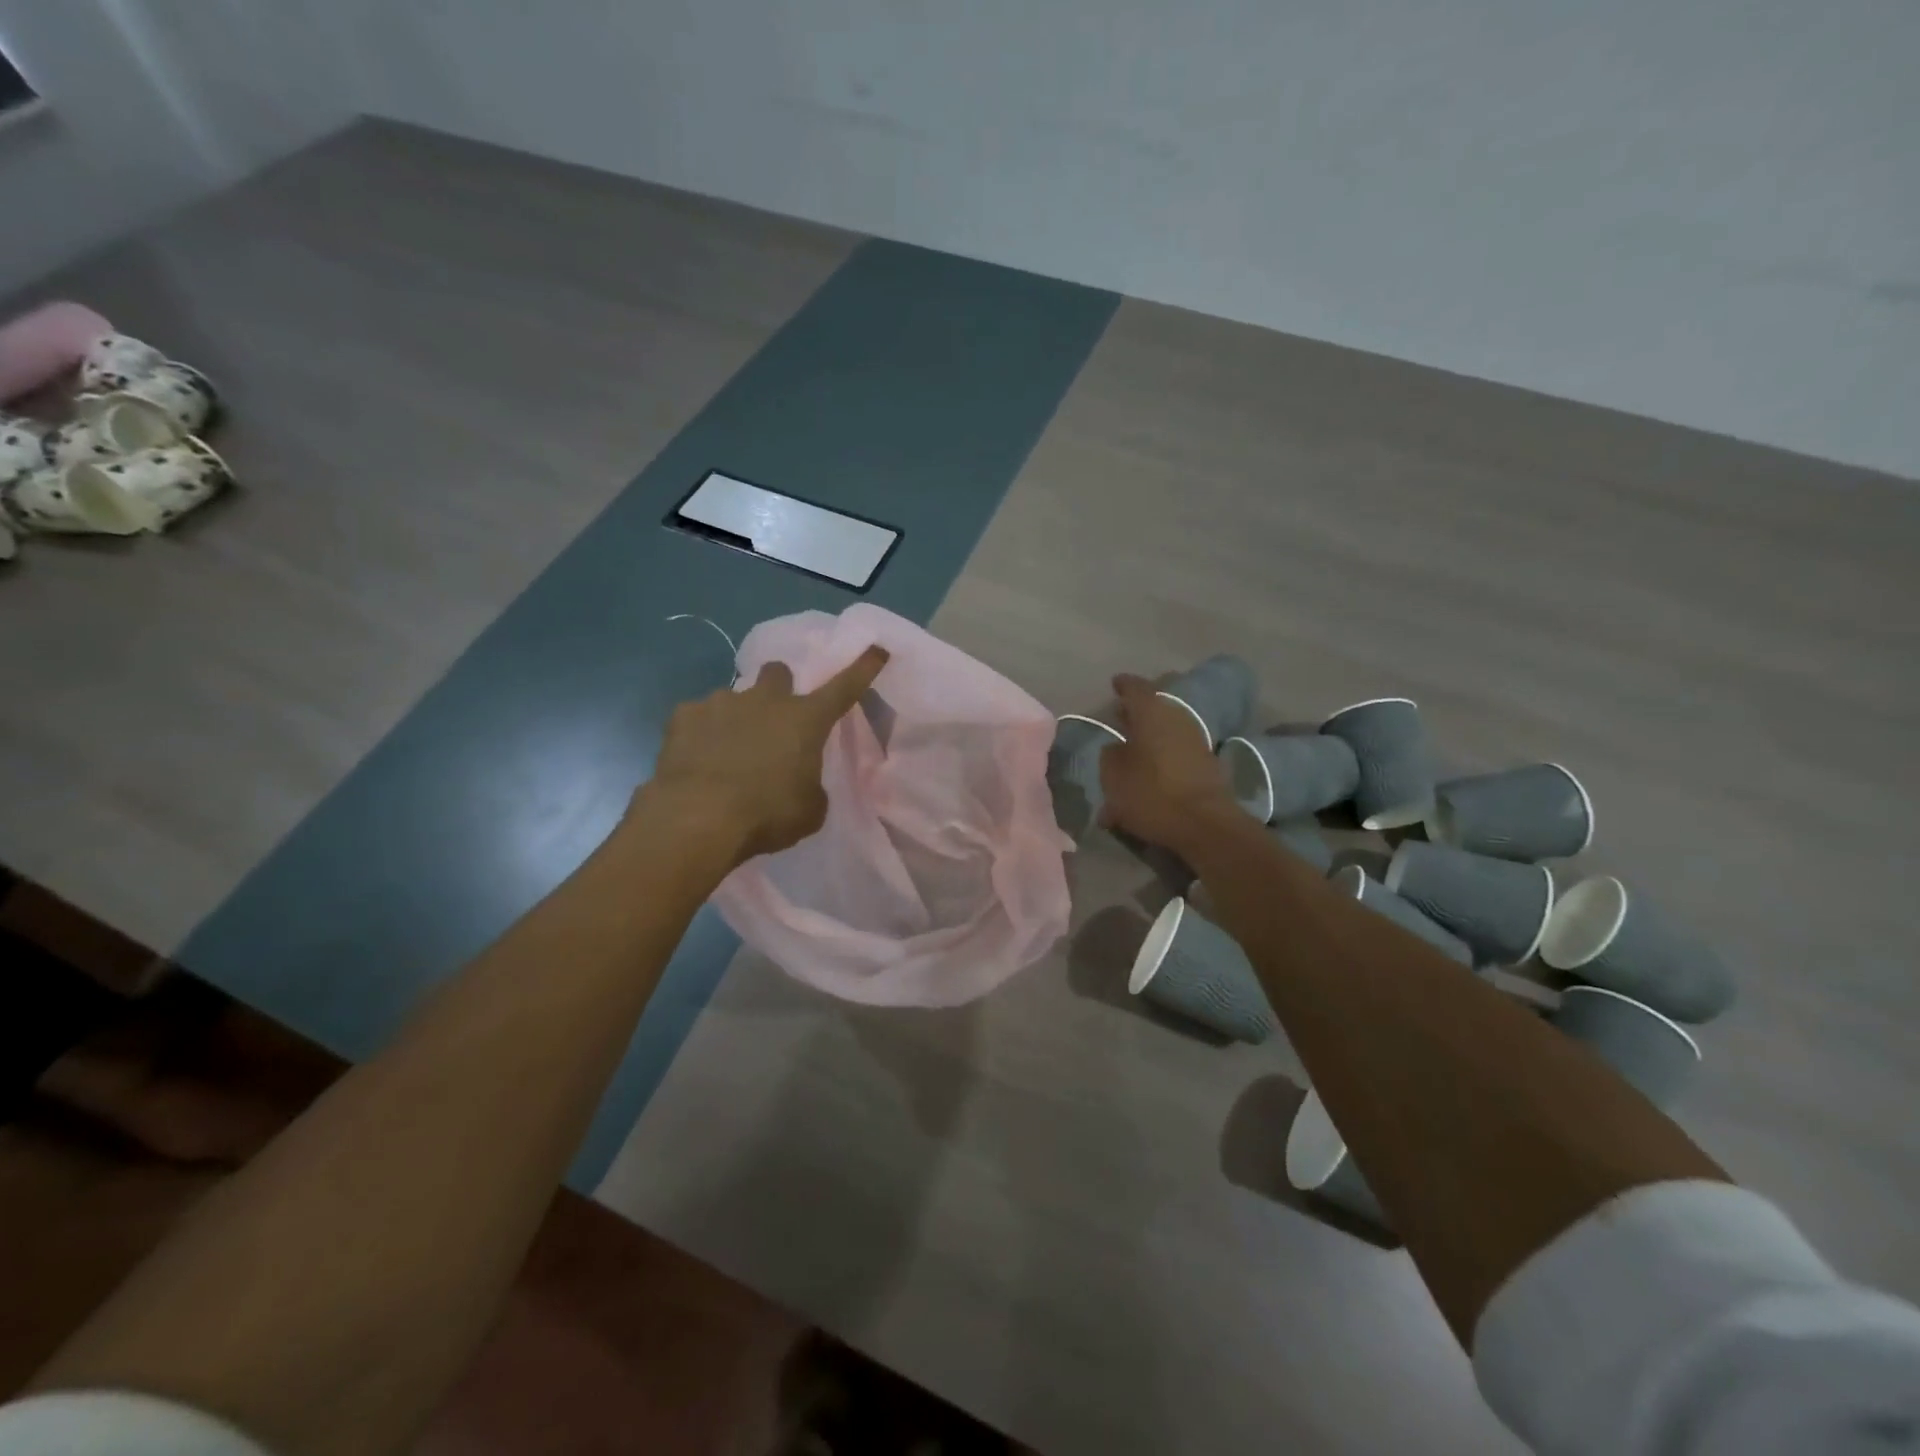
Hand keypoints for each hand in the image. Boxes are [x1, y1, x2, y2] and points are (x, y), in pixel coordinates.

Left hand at [637, 645, 890, 866]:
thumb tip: (801, 781)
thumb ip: (811, 787)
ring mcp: (721, 702)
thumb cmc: (767, 814)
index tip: (876, 648)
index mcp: (806, 720)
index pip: (844, 687)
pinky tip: (697, 758)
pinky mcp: (684, 716)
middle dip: (779, 687)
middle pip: (778, 672)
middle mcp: (766, 700)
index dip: (863, 668)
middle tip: (773, 718)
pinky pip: (697, 716)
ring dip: (738, 717)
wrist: (697, 818)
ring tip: (728, 752)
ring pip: (735, 696)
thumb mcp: (810, 810)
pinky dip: (701, 732)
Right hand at [1099, 673, 1238, 850]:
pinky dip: (1164, 754)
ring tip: (1133, 746)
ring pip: (1168, 728)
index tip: (1115, 684)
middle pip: (1155, 706)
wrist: (1205, 824)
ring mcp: (1196, 740)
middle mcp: (1176, 718)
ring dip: (1151, 734)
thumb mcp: (1113, 777)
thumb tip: (1116, 748)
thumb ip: (1110, 756)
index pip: (1135, 687)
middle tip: (1121, 715)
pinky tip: (1151, 771)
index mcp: (1151, 713)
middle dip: (1138, 710)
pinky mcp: (1207, 763)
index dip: (1124, 685)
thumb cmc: (1152, 794)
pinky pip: (1178, 749)